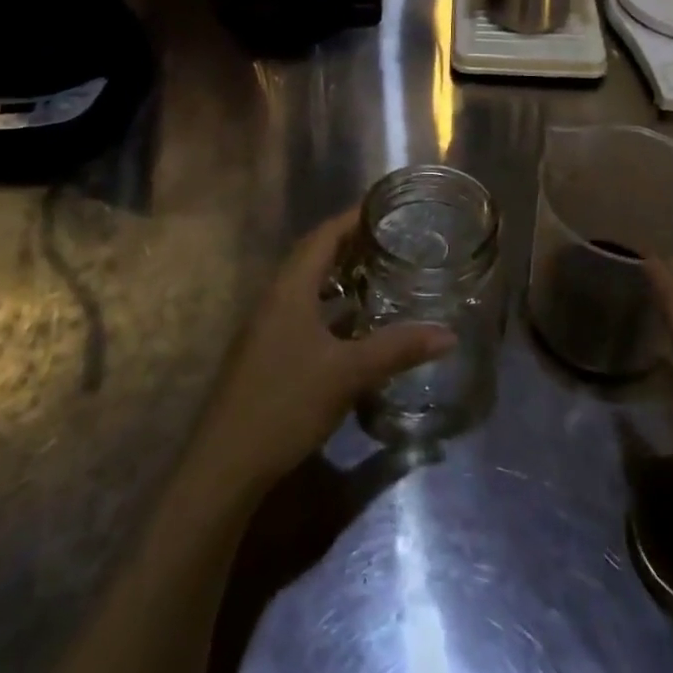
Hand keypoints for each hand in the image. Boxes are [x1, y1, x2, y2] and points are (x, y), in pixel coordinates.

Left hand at [193, 209, 455, 493]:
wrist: (225, 466)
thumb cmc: (285, 404)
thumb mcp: (348, 374)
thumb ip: (397, 349)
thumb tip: (448, 333)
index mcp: (289, 289)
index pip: (323, 236)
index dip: (352, 218)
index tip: (385, 207)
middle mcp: (274, 299)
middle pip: (312, 256)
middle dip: (349, 243)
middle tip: (389, 238)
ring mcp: (266, 328)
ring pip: (306, 286)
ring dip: (338, 276)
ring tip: (377, 273)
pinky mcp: (266, 354)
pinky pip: (302, 312)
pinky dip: (329, 307)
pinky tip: (353, 326)